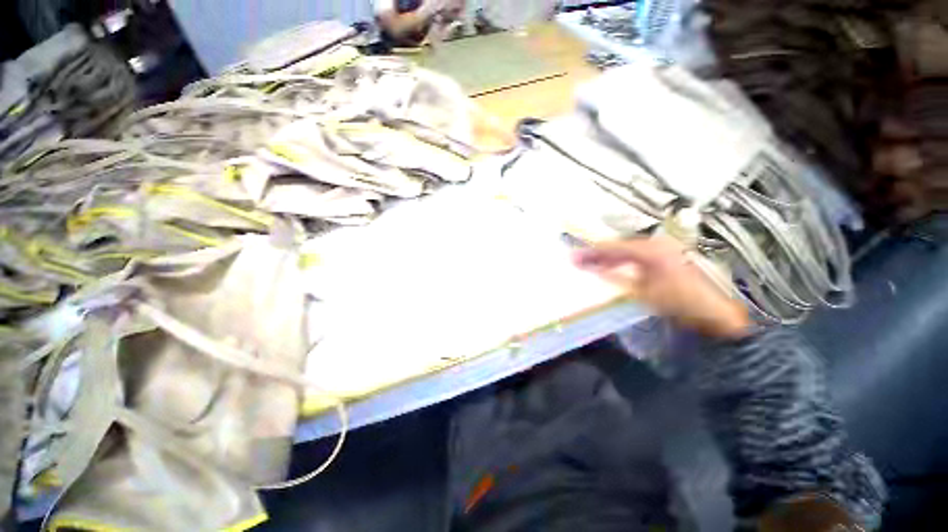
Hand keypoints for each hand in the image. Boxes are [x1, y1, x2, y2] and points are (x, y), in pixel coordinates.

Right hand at [573, 237, 751, 338]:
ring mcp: (663, 248)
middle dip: (598, 253)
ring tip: (590, 262)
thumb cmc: (678, 303)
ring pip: (626, 249)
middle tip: (579, 259)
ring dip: (608, 256)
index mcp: (650, 250)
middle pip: (619, 245)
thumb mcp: (641, 292)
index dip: (591, 252)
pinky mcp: (666, 255)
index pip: (613, 247)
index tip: (574, 257)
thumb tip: (593, 269)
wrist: (712, 312)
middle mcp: (656, 244)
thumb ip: (614, 278)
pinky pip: (636, 254)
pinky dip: (621, 260)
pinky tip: (611, 265)